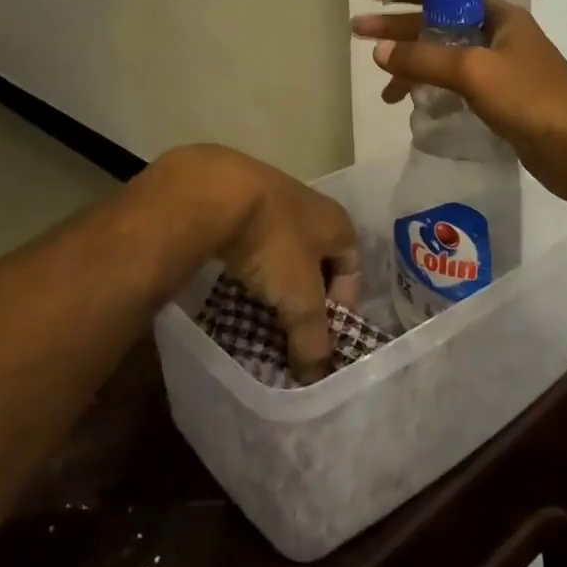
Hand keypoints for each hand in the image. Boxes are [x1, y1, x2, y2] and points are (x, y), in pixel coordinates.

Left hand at [157, 145, 360, 382]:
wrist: (214, 190)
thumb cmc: (274, 242)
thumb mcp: (300, 299)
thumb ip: (312, 339)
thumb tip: (313, 376)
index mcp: (337, 222)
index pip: (352, 269)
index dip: (341, 307)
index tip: (319, 337)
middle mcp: (310, 205)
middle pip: (316, 260)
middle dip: (304, 297)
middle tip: (288, 331)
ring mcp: (271, 197)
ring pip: (280, 250)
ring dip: (273, 280)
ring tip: (258, 311)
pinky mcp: (235, 198)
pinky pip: (250, 240)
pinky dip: (246, 263)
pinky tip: (232, 282)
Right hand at [352, 0, 566, 207]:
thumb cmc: (533, 100)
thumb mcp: (474, 72)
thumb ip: (424, 59)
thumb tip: (378, 51)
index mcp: (498, 15)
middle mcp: (498, 36)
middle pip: (438, 24)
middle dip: (398, 31)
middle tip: (357, 34)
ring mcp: (499, 69)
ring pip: (444, 58)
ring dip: (412, 67)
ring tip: (384, 90)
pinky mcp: (500, 100)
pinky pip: (454, 86)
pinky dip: (431, 91)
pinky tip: (413, 107)